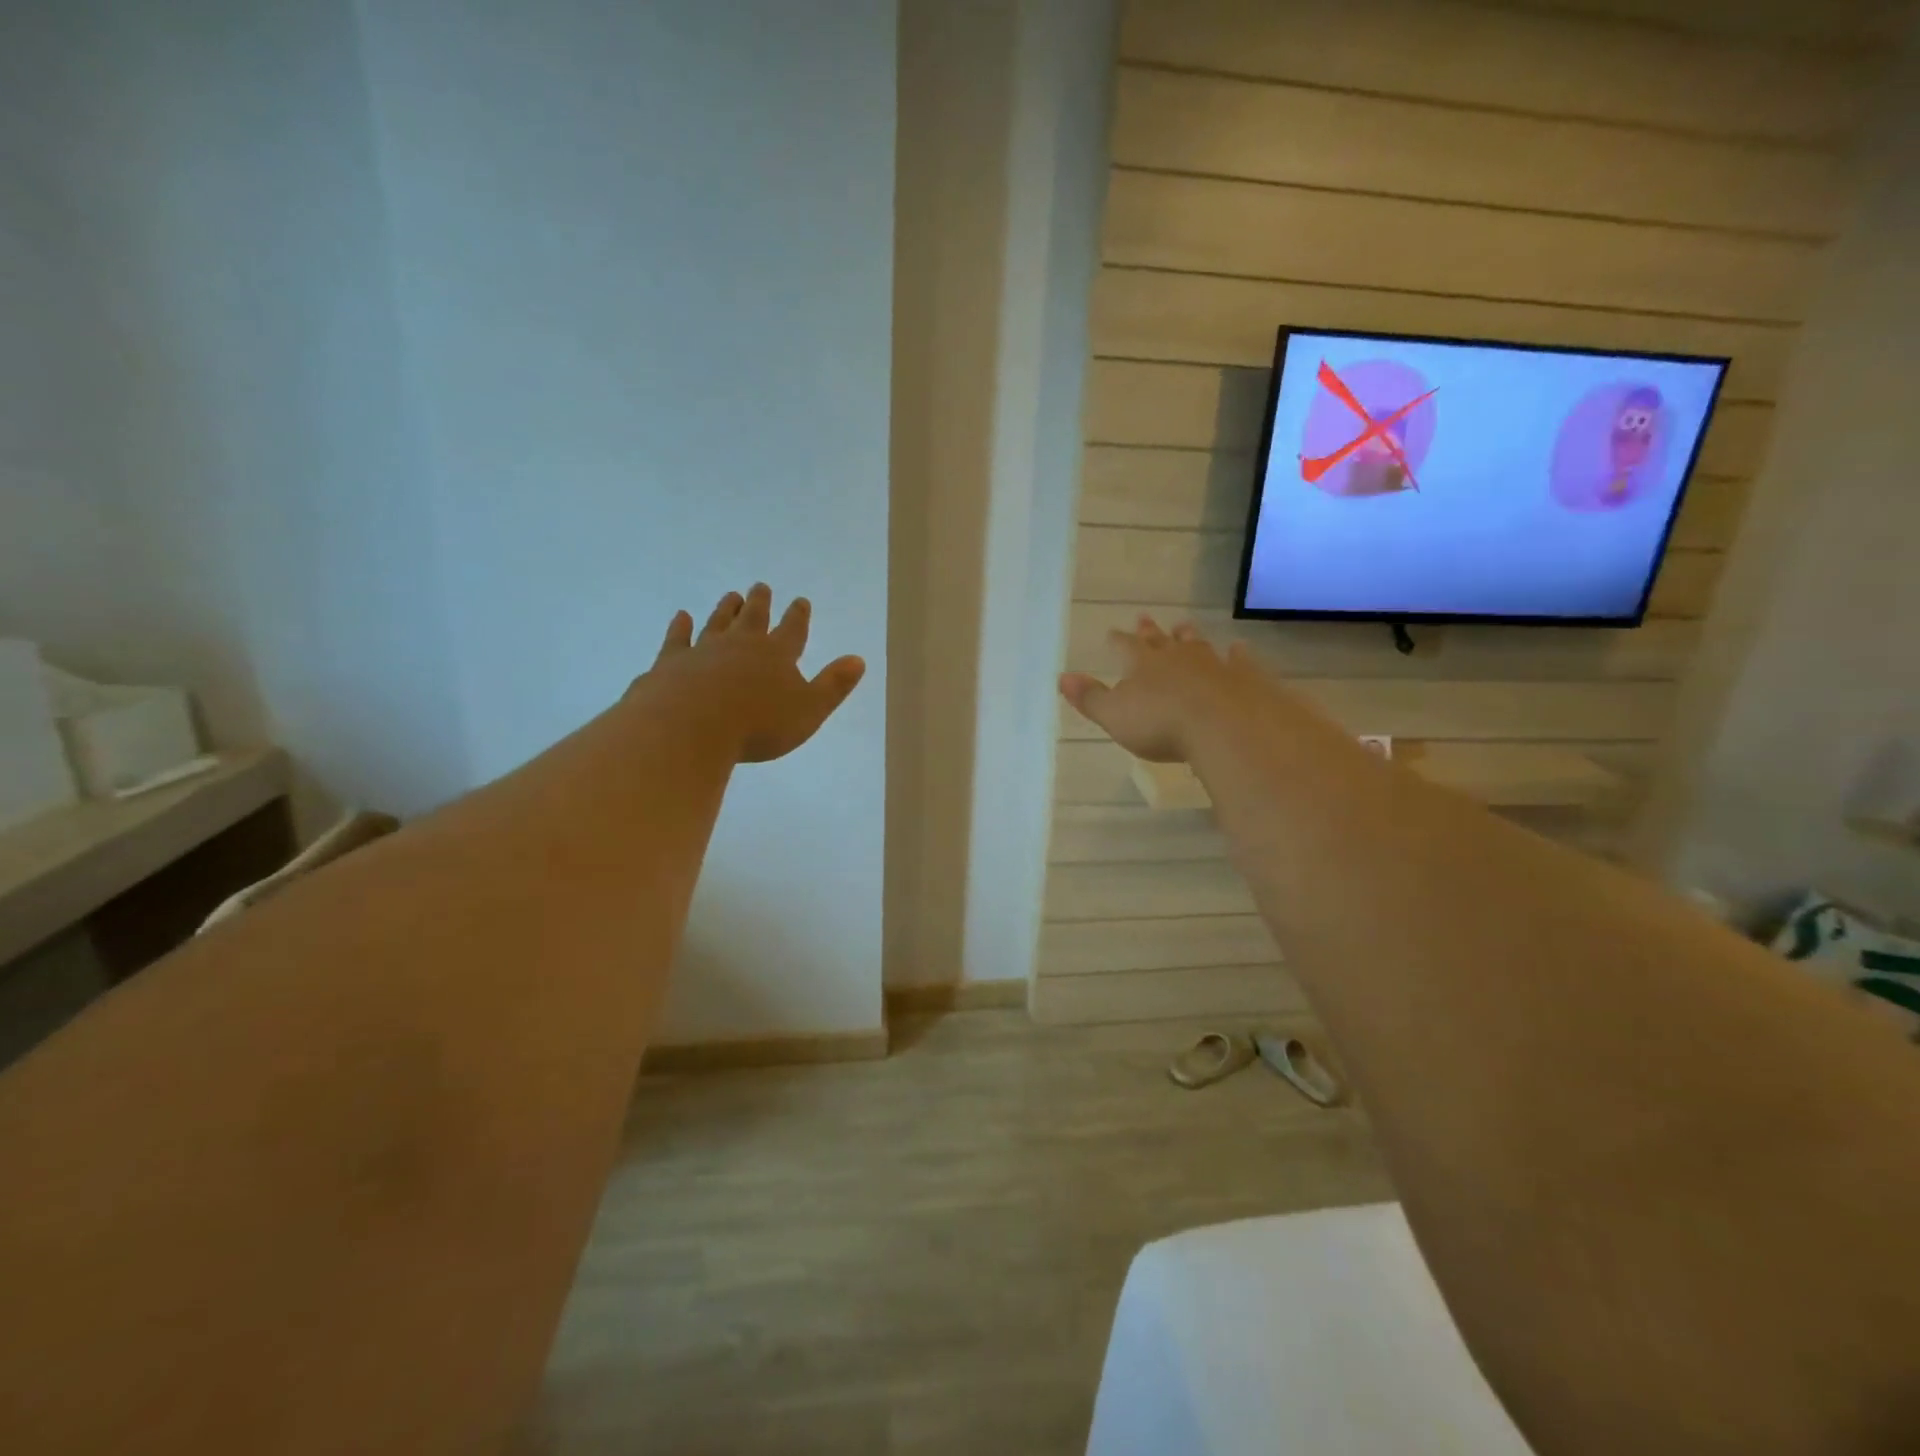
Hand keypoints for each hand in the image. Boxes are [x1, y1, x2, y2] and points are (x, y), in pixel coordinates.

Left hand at [644, 584, 865, 763]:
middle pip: (753, 617)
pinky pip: (678, 638)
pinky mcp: (672, 661)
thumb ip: (833, 685)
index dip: (798, 616)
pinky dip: (681, 627)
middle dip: (760, 602)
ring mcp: (704, 650)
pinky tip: (682, 617)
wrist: (690, 728)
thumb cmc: (758, 725)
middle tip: (761, 587)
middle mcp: (741, 644)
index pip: (793, 629)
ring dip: (726, 609)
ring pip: (718, 622)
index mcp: (777, 655)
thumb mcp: (809, 710)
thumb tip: (858, 660)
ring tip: (732, 596)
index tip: (800, 600)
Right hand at [1059, 616, 1251, 762]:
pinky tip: (1238, 648)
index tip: (1111, 631)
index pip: (1125, 646)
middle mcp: (1176, 657)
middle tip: (1144, 616)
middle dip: (1150, 631)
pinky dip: (1237, 654)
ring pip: (1197, 644)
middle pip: (1160, 640)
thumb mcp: (1114, 715)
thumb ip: (1090, 697)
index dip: (1117, 640)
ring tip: (1183, 625)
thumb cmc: (1161, 724)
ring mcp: (1212, 663)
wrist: (1224, 726)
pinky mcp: (1243, 676)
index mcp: (1142, 664)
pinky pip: (1239, 660)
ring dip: (1188, 636)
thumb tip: (1062, 677)